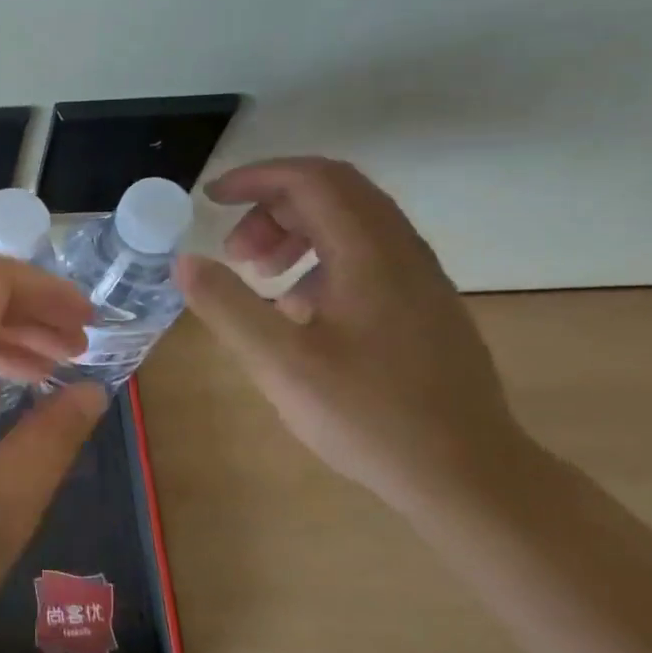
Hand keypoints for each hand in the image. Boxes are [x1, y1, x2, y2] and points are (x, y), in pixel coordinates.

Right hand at [175, 157, 529, 509]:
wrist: (467, 474)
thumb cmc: (369, 416)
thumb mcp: (281, 364)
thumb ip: (228, 306)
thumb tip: (184, 261)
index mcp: (370, 254)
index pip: (313, 180)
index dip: (256, 178)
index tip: (210, 200)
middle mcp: (401, 252)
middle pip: (334, 193)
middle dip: (271, 207)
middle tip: (233, 252)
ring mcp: (418, 279)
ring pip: (351, 224)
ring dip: (295, 233)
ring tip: (259, 277)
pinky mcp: (422, 307)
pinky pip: (365, 256)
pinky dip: (319, 260)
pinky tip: (297, 310)